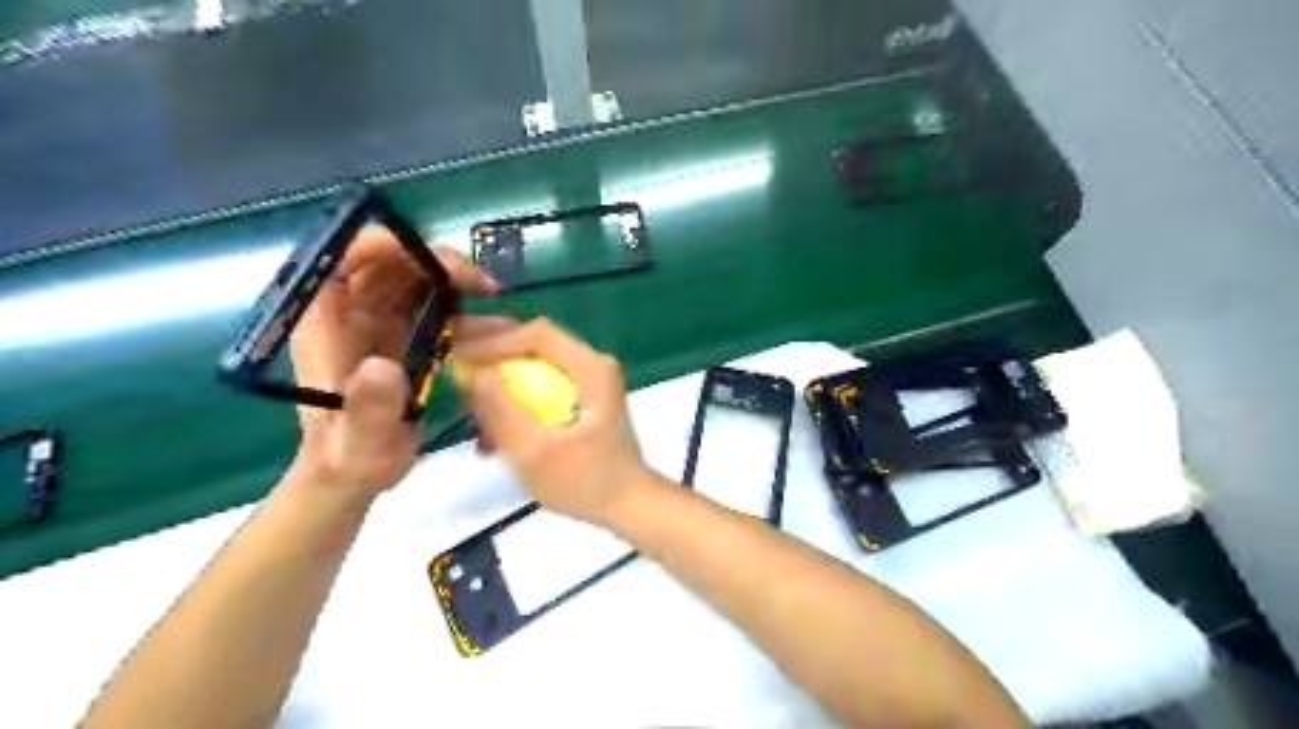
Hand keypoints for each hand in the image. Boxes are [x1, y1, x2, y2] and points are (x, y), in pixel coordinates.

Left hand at [290, 227, 498, 497]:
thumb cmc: (350, 457)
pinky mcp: (400, 334)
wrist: (357, 472)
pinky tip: (495, 325)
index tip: (437, 260)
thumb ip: (369, 408)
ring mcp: (376, 321)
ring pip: (414, 278)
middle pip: (390, 261)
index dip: (388, 244)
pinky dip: (463, 308)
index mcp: (324, 321)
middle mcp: (349, 311)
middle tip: (483, 283)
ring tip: (494, 295)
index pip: (345, 257)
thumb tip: (383, 365)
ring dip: (454, 279)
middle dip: (437, 261)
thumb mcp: (359, 441)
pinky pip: (431, 305)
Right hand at [453, 316, 648, 524]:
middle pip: (533, 345)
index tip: (455, 357)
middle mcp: (592, 364)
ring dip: (499, 383)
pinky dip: (515, 401)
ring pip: (533, 366)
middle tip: (452, 367)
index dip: (491, 341)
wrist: (627, 505)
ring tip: (470, 409)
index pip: (535, 334)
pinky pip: (541, 386)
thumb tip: (467, 369)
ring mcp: (590, 381)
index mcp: (590, 367)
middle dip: (490, 357)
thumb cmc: (583, 481)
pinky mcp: (583, 398)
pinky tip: (492, 432)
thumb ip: (499, 406)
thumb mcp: (532, 448)